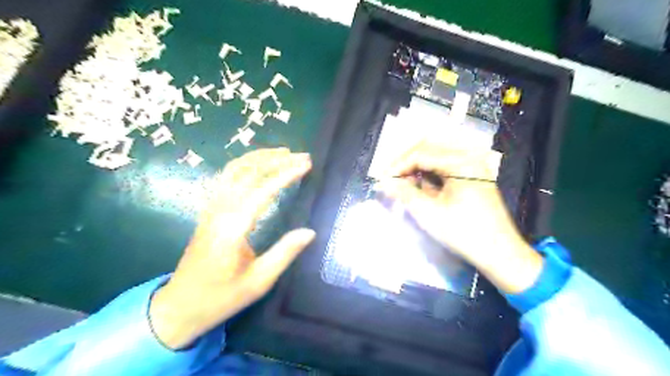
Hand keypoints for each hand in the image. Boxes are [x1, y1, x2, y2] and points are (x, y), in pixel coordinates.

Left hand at [149, 146, 314, 348]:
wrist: (179, 306)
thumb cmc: (221, 297)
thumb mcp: (258, 282)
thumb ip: (284, 253)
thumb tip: (310, 231)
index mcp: (233, 228)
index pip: (263, 191)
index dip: (286, 175)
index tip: (306, 165)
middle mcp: (219, 211)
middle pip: (247, 172)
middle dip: (275, 160)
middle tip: (301, 155)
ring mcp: (211, 209)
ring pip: (233, 170)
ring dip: (259, 157)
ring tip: (283, 153)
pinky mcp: (209, 211)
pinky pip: (225, 178)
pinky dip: (245, 165)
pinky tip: (258, 166)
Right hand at [380, 140, 540, 293]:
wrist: (501, 254)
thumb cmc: (464, 233)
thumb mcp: (429, 213)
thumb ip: (404, 193)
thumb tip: (383, 182)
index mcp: (461, 162)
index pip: (420, 154)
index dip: (398, 165)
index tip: (382, 179)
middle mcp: (468, 158)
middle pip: (428, 150)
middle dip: (406, 163)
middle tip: (390, 179)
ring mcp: (473, 166)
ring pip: (436, 158)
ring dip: (417, 168)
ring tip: (403, 184)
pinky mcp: (473, 177)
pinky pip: (445, 168)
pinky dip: (429, 175)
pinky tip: (420, 187)